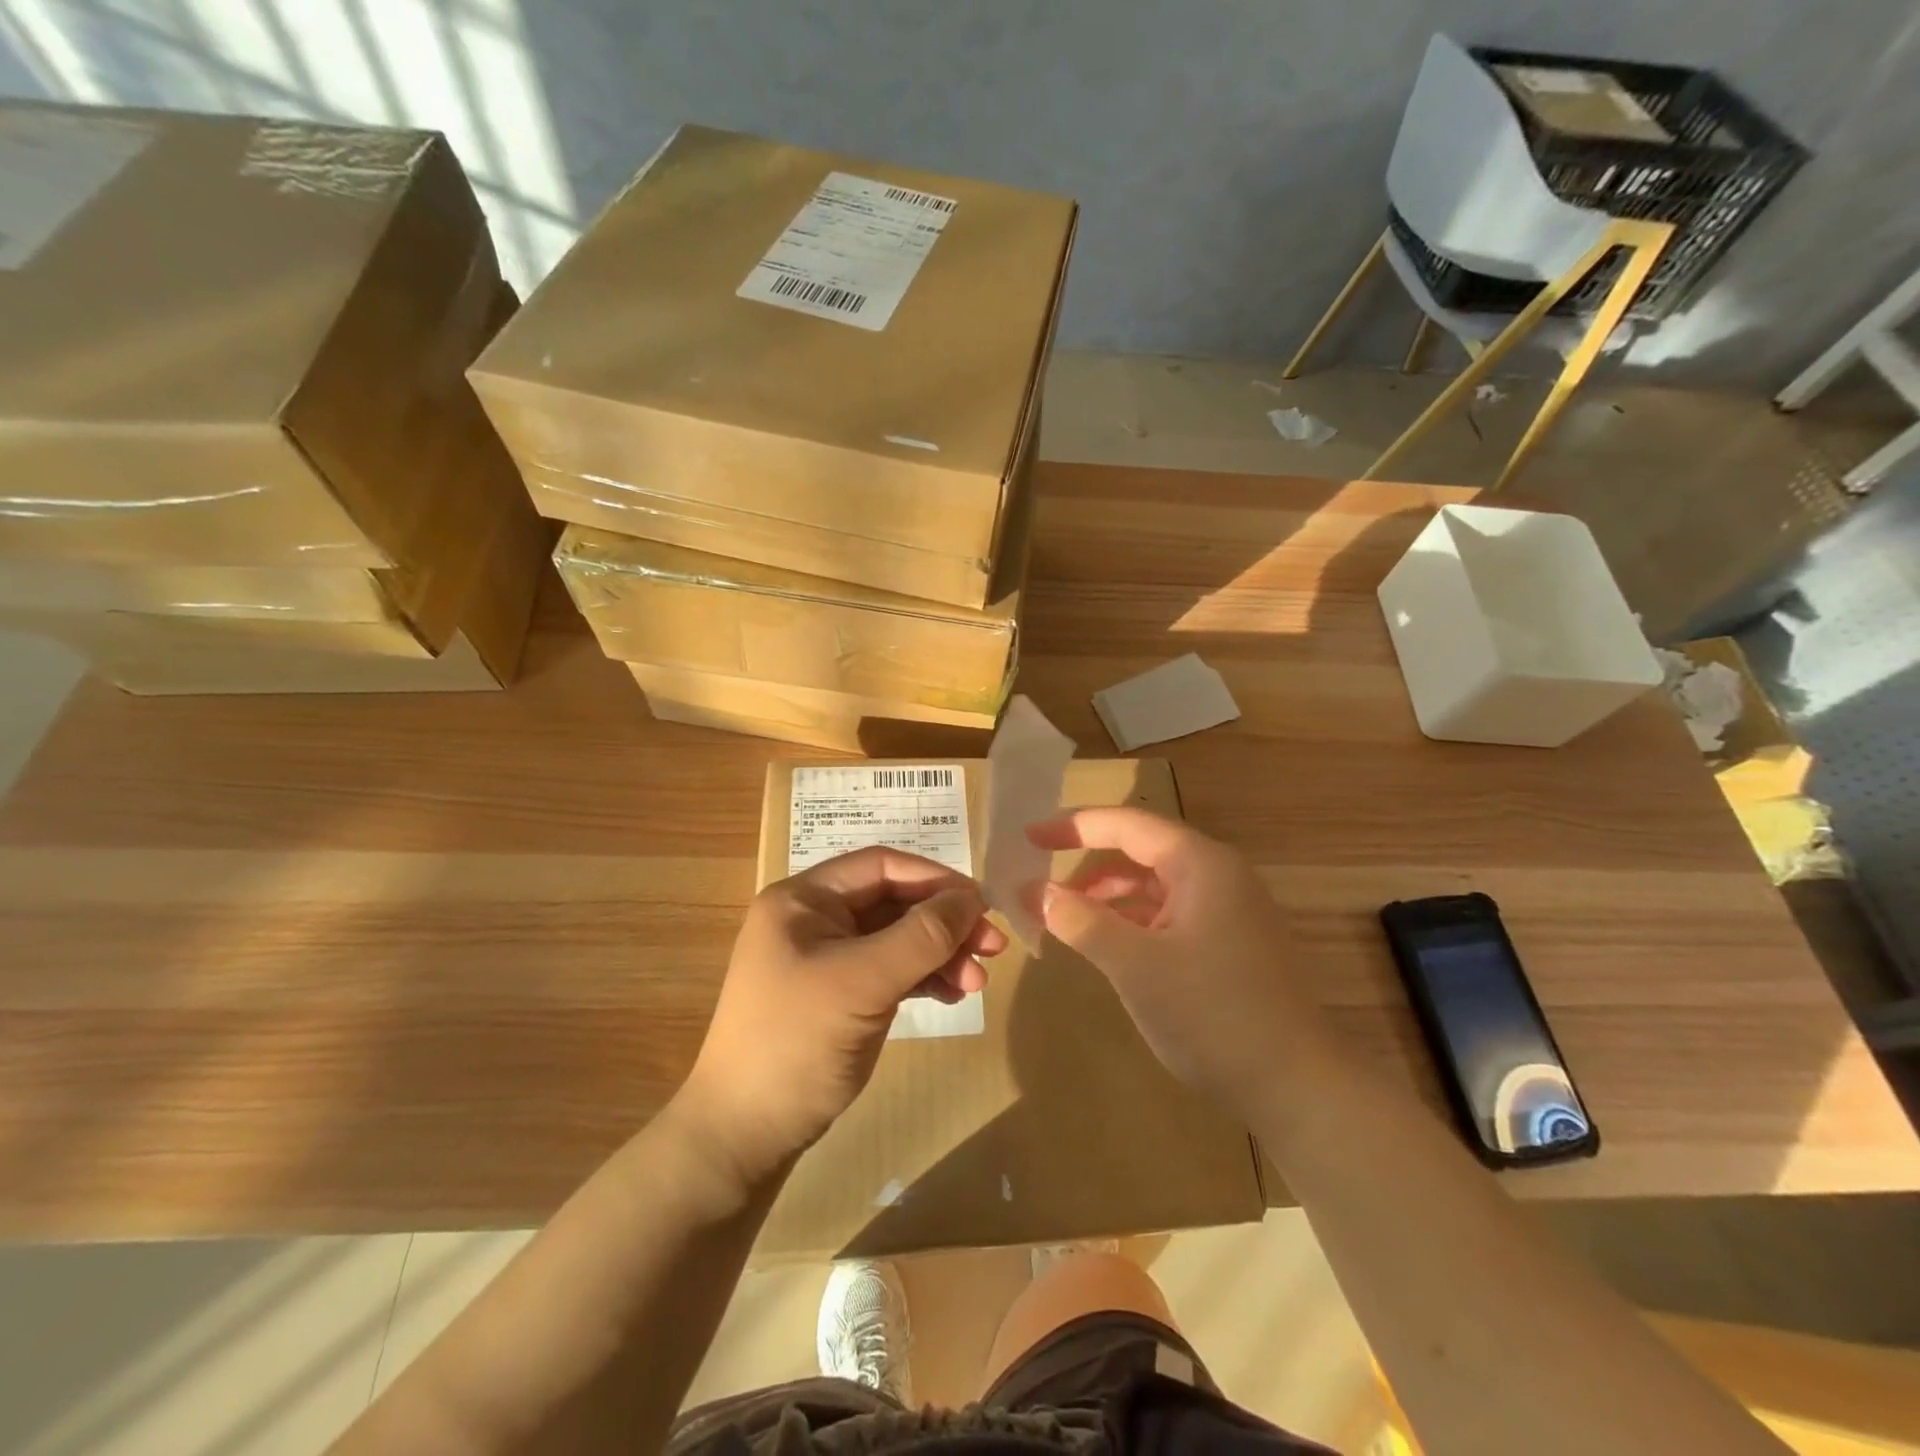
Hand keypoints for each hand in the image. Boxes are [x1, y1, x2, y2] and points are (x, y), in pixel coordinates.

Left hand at [680, 847, 1007, 1183]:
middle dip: (943, 923)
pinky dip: (923, 979)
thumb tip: (972, 898)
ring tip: (977, 982)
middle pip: (893, 903)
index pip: (880, 866)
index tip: (982, 903)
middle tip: (992, 948)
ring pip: (897, 939)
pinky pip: (890, 971)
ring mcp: (827, 958)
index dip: (934, 879)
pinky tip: (953, 995)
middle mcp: (814, 919)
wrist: (745, 1134)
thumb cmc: (798, 1041)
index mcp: (804, 899)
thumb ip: (922, 935)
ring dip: (940, 955)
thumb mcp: (864, 982)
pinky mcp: (839, 994)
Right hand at [1029, 807, 1335, 1125]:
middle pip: (1140, 850)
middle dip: (1088, 862)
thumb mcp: (1136, 966)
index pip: (1127, 824)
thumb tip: (1037, 892)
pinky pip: (1169, 915)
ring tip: (1063, 916)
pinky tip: (1106, 944)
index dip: (1074, 826)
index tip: (1028, 836)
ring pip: (1154, 885)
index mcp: (1201, 864)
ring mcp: (1228, 911)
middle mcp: (1218, 876)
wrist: (1298, 1089)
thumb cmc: (1213, 1014)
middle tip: (1040, 879)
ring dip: (1107, 895)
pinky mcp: (1229, 945)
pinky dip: (1132, 922)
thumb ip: (1082, 921)